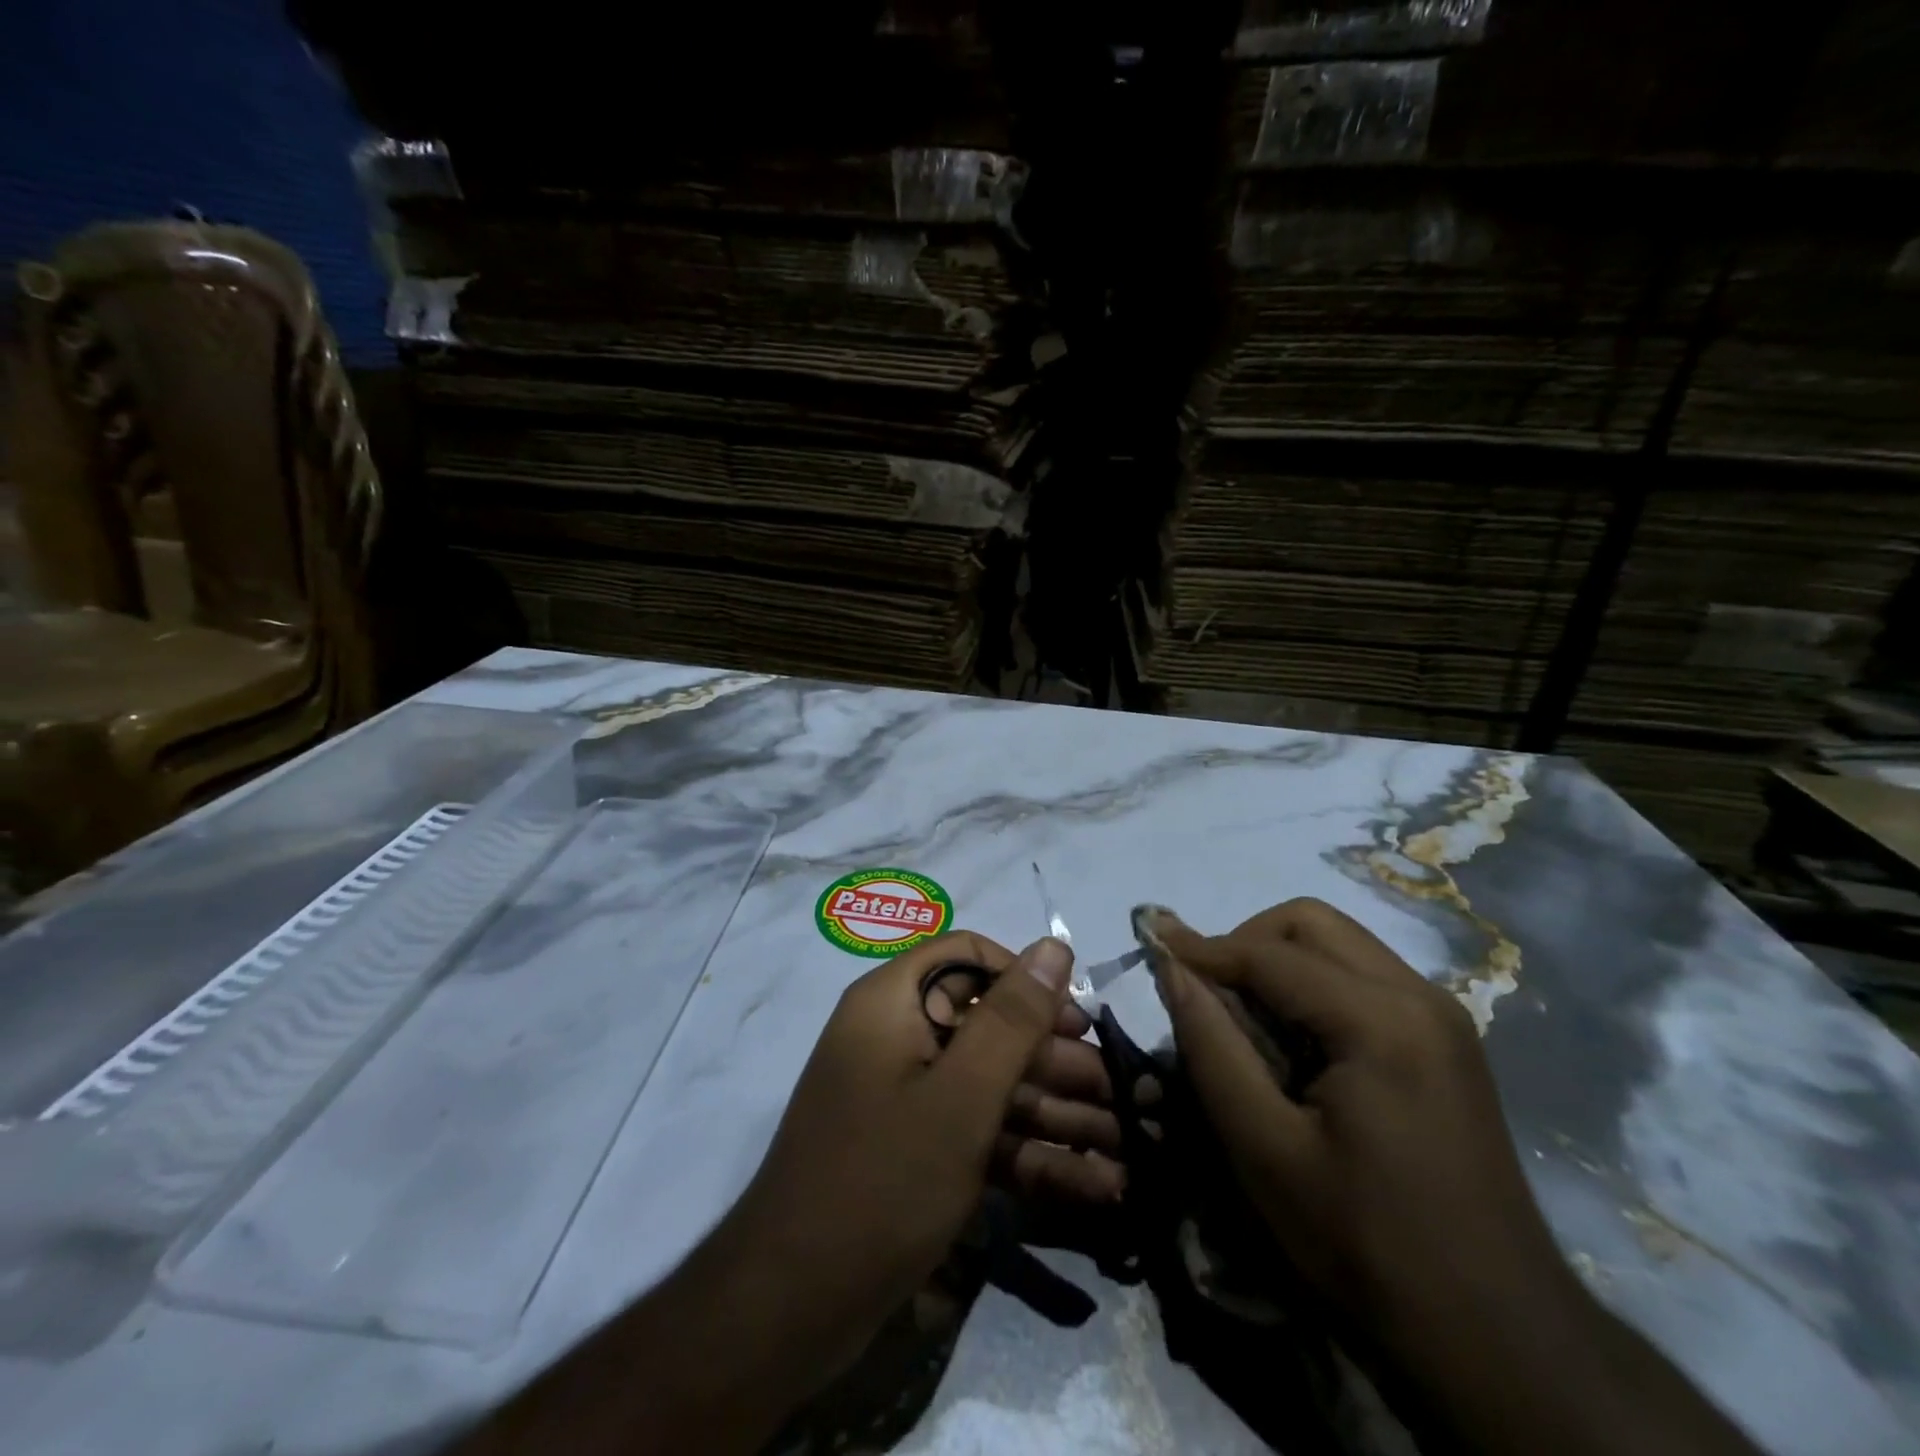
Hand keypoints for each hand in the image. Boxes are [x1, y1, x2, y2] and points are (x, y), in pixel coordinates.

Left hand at [720, 930, 1097, 1381]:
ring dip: (1055, 1114)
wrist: (793, 1308)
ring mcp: (907, 1097)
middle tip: (1116, 1095)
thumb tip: (1055, 946)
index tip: (1074, 1020)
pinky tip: (1093, 1183)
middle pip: (989, 1025)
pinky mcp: (917, 1150)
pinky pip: (980, 1132)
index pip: (969, 956)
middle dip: (1055, 1063)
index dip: (1024, 979)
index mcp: (893, 1002)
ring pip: (992, 1086)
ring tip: (1123, 1147)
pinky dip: (1029, 1154)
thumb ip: (1012, 1018)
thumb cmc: (883, 1180)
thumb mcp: (961, 1096)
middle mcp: (899, 1037)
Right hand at [1140, 899, 1565, 1343]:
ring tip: (1241, 1012)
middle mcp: (1419, 996)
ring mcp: (1441, 1015)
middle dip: (1246, 941)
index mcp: (1381, 1021)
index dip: (1202, 946)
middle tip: (1205, 989)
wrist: (1497, 1334)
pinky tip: (1292, 1036)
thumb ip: (1211, 1046)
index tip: (1149, 941)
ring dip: (1279, 959)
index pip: (1269, 954)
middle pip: (1312, 923)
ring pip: (1339, 943)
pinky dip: (1312, 983)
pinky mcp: (1446, 1039)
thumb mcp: (1264, 1148)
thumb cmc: (1365, 1242)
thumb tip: (1172, 969)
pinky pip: (1363, 975)